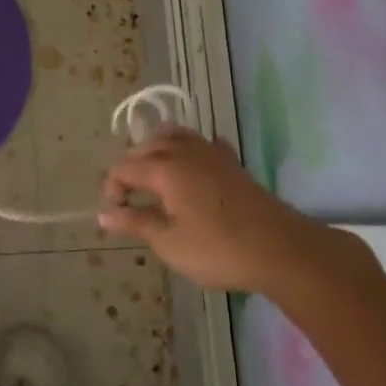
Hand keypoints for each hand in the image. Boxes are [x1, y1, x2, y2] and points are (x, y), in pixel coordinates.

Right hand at [98, 128, 374, 295]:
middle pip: (145, 147)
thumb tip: (104, 214)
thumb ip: (135, 223)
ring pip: (174, 136)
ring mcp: (211, 153)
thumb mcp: (169, 242)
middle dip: (130, 169)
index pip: (123, 167)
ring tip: (153, 178)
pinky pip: (202, 144)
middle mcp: (184, 151)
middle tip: (129, 200)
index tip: (115, 215)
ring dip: (156, 152)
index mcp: (164, 168)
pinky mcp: (232, 163)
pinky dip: (188, 150)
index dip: (111, 189)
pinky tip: (191, 167)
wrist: (280, 249)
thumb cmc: (218, 249)